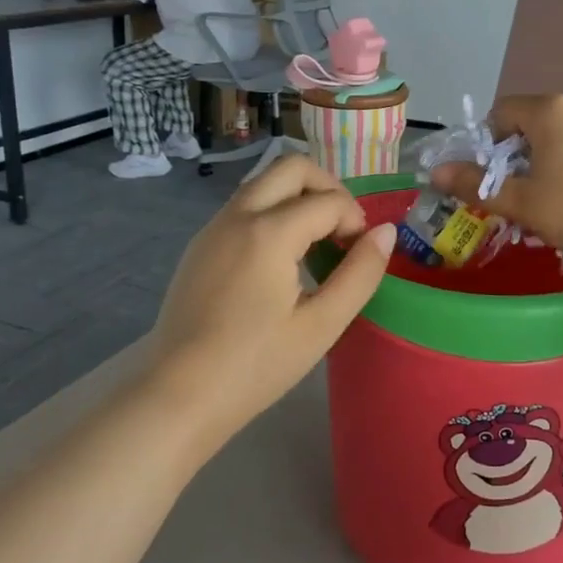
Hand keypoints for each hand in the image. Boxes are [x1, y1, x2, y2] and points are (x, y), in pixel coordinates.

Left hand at [145, 155, 394, 444]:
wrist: (176, 396)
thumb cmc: (255, 366)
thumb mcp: (321, 325)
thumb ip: (360, 274)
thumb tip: (386, 232)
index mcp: (269, 232)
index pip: (329, 201)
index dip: (356, 221)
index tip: (361, 255)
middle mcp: (238, 214)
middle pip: (291, 167)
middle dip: (327, 187)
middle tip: (343, 229)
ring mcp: (214, 227)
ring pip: (264, 182)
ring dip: (298, 196)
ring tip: (316, 243)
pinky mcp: (201, 244)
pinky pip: (244, 205)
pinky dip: (273, 211)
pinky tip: (281, 259)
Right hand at [431, 94, 562, 275]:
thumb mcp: (520, 201)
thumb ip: (474, 184)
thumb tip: (434, 173)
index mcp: (549, 110)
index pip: (501, 112)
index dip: (487, 144)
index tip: (493, 178)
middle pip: (529, 122)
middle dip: (515, 155)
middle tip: (516, 193)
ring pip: (557, 135)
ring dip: (542, 161)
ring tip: (546, 200)